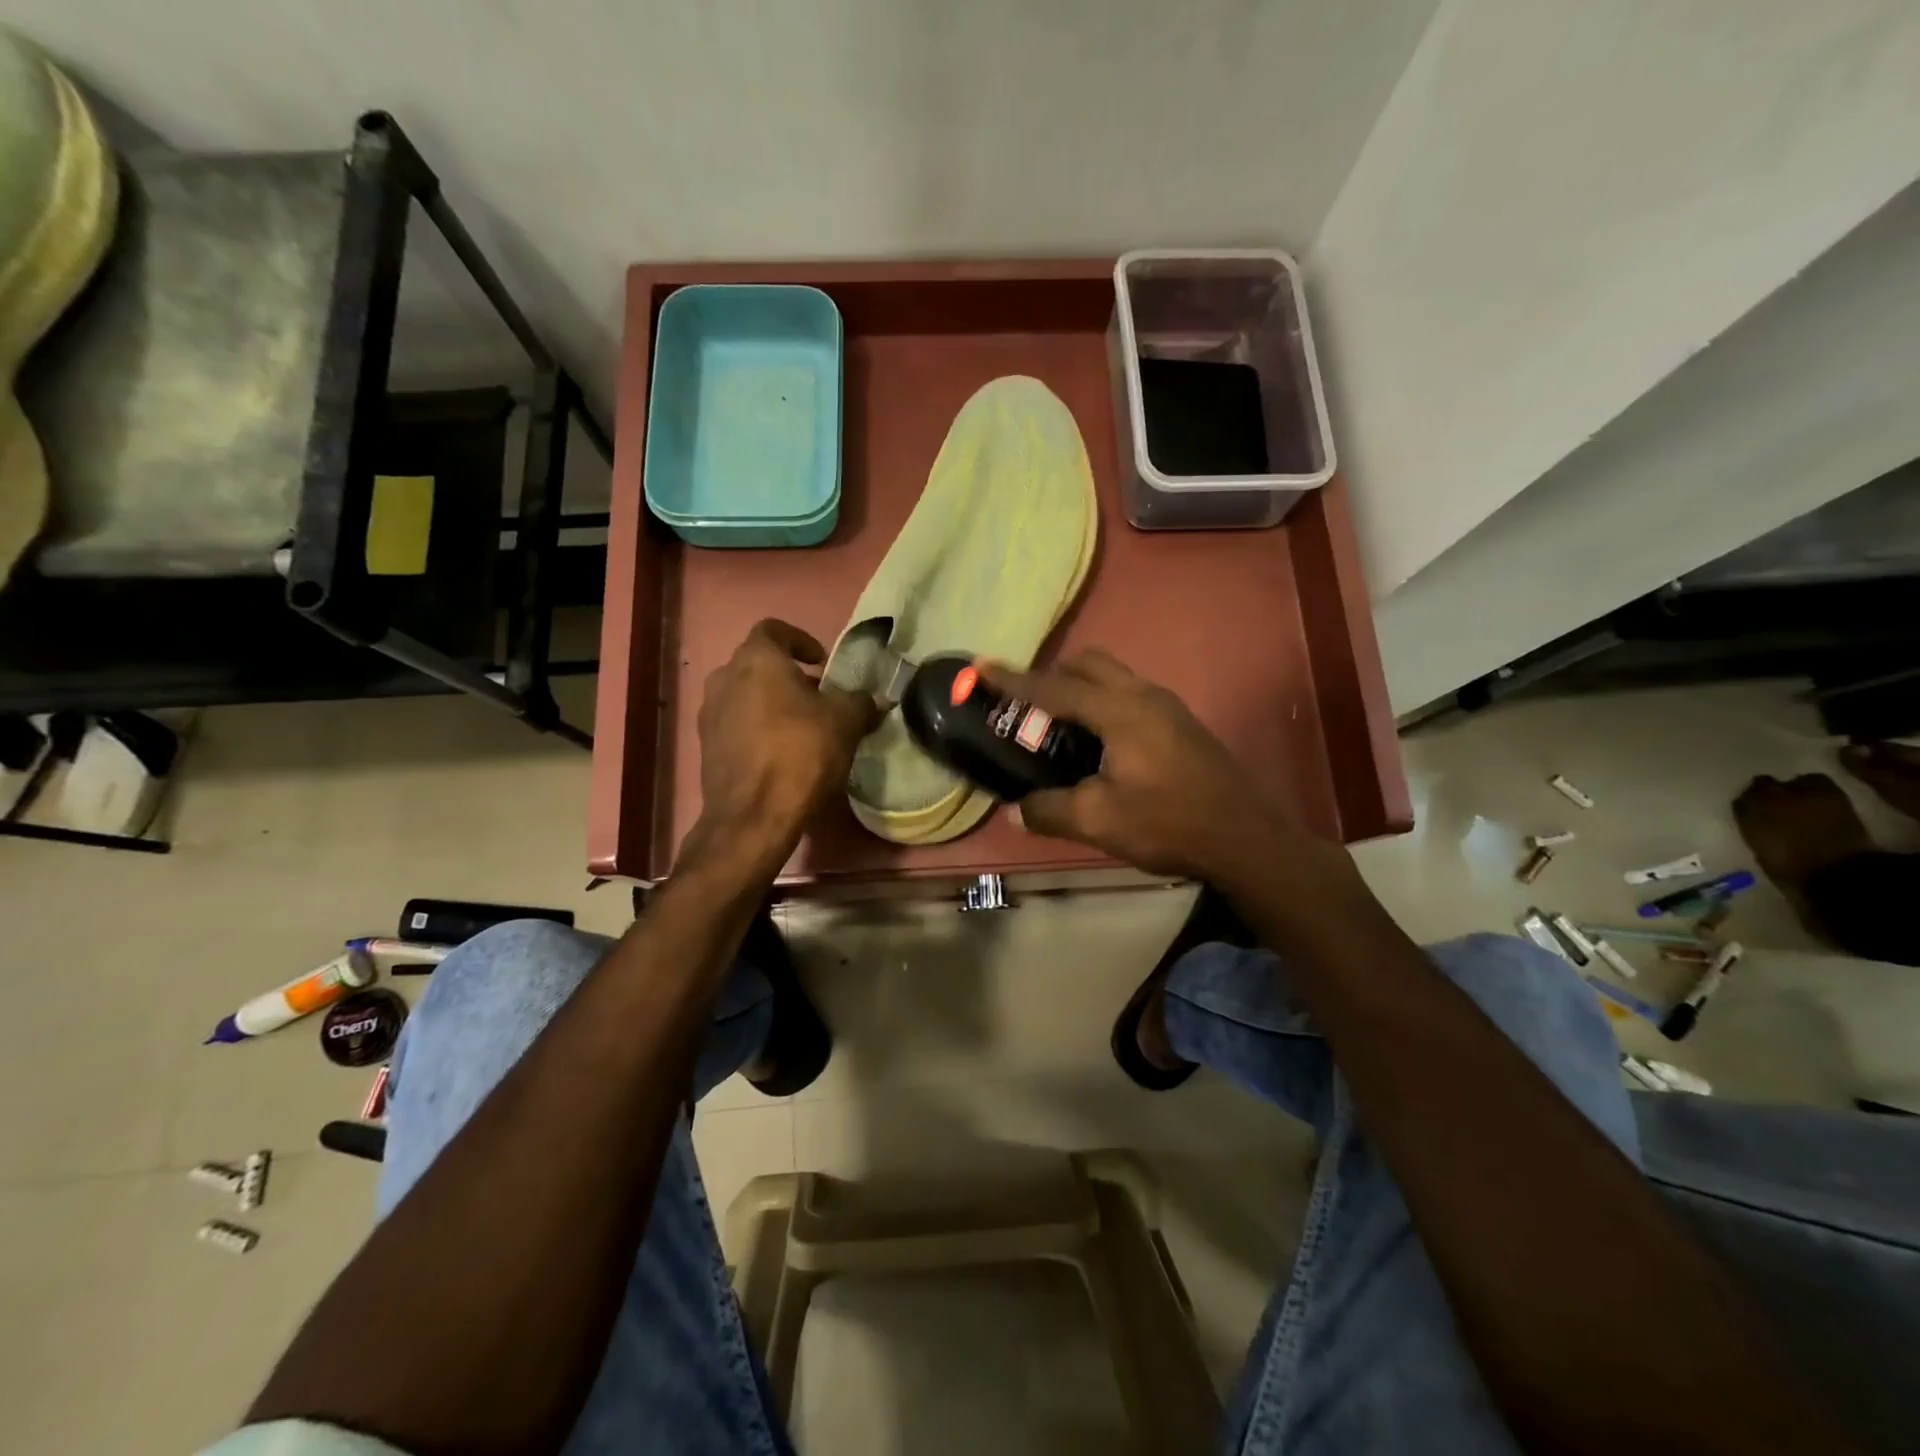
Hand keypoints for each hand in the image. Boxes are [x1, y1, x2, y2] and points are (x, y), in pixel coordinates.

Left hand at [691, 620, 879, 861]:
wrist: (753, 816)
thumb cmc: (801, 753)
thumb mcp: (846, 723)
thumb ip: (861, 702)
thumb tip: (877, 699)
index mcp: (756, 659)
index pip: (774, 629)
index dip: (801, 640)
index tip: (822, 663)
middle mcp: (724, 677)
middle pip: (758, 664)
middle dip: (788, 675)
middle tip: (818, 698)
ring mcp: (709, 713)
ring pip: (745, 694)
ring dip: (771, 702)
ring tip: (801, 727)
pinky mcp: (706, 746)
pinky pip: (735, 723)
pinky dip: (757, 727)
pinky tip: (780, 752)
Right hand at [978, 650, 1287, 880]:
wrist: (1245, 838)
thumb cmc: (1169, 824)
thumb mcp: (1098, 821)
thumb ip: (1050, 809)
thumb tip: (1018, 808)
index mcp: (1120, 712)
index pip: (1055, 687)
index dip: (1014, 679)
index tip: (981, 666)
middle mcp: (1144, 696)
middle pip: (1088, 663)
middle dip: (1051, 674)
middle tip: (1027, 706)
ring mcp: (1167, 706)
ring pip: (1112, 676)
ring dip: (1079, 688)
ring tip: (1058, 726)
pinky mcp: (1180, 724)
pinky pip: (1129, 695)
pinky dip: (1102, 703)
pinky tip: (1098, 745)